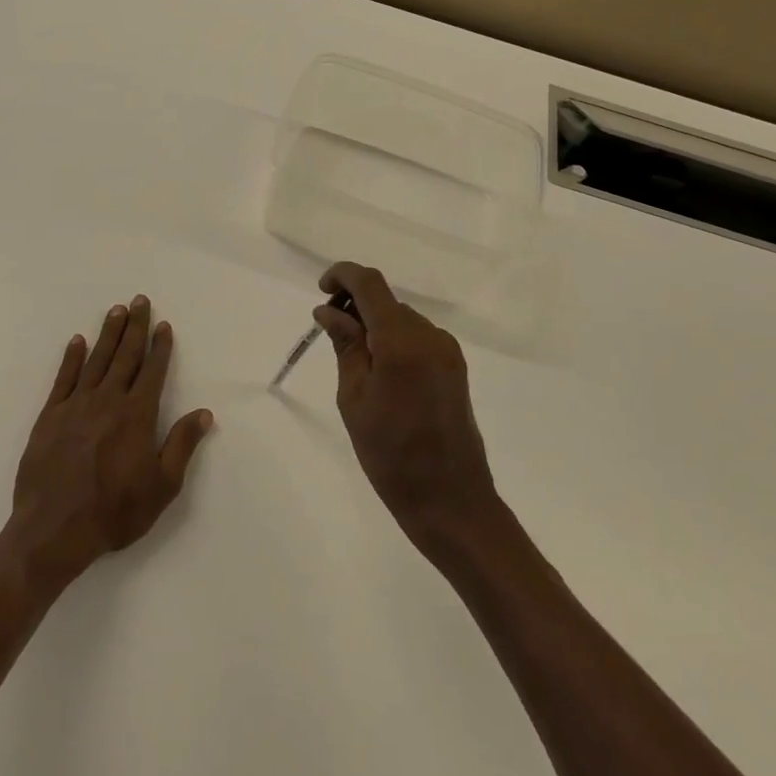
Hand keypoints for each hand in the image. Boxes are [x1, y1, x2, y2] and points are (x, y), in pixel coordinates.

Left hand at [3, 295, 212, 592]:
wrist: (53, 530)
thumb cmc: (114, 512)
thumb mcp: (162, 486)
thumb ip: (182, 445)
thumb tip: (204, 413)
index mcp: (137, 415)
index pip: (152, 371)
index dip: (160, 347)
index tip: (164, 325)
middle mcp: (108, 401)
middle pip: (125, 356)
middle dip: (135, 327)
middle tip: (140, 301)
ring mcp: (75, 406)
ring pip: (96, 360)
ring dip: (108, 334)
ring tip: (116, 311)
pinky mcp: (49, 416)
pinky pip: (63, 378)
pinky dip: (71, 358)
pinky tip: (77, 341)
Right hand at [316, 263, 499, 552]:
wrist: (450, 499)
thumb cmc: (390, 454)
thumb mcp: (354, 399)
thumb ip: (345, 346)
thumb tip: (329, 311)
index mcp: (402, 341)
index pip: (370, 284)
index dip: (342, 275)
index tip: (321, 291)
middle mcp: (430, 336)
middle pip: (386, 302)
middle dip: (355, 307)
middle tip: (329, 335)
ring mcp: (447, 351)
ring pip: (401, 319)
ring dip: (374, 326)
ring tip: (353, 362)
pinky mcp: (454, 367)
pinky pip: (417, 338)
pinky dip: (393, 341)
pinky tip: (379, 373)